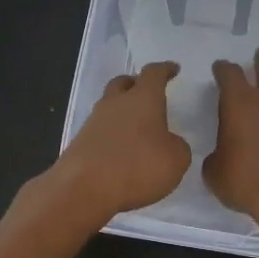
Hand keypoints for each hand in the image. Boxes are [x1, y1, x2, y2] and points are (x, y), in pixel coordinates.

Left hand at [47, 61, 190, 224]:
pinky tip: (120, 150)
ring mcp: (94, 122)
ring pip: (109, 106)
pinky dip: (112, 134)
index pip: (154, 73)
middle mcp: (116, 103)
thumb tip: (169, 143)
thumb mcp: (176, 160)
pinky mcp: (80, 142)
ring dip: (122, 111)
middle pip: (123, 83)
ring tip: (136, 127)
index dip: (165, 70)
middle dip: (136, 84)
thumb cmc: (137, 166)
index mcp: (143, 98)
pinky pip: (100, 130)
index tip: (173, 69)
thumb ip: (177, 146)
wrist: (83, 188)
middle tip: (147, 93)